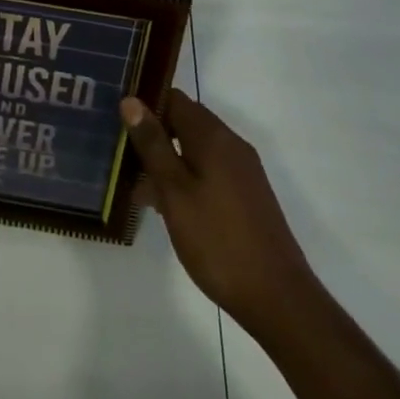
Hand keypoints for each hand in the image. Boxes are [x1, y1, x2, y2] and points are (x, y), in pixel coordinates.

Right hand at [120, 90, 314, 331]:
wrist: (279, 300)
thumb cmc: (218, 241)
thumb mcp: (175, 192)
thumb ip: (153, 144)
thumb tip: (131, 100)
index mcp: (213, 135)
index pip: (173, 98)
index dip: (145, 106)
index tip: (120, 125)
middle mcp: (231, 143)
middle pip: (185, 122)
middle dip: (155, 136)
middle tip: (125, 160)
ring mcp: (243, 170)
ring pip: (196, 149)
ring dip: (169, 162)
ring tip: (141, 191)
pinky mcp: (248, 195)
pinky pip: (210, 171)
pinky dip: (188, 179)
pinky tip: (172, 210)